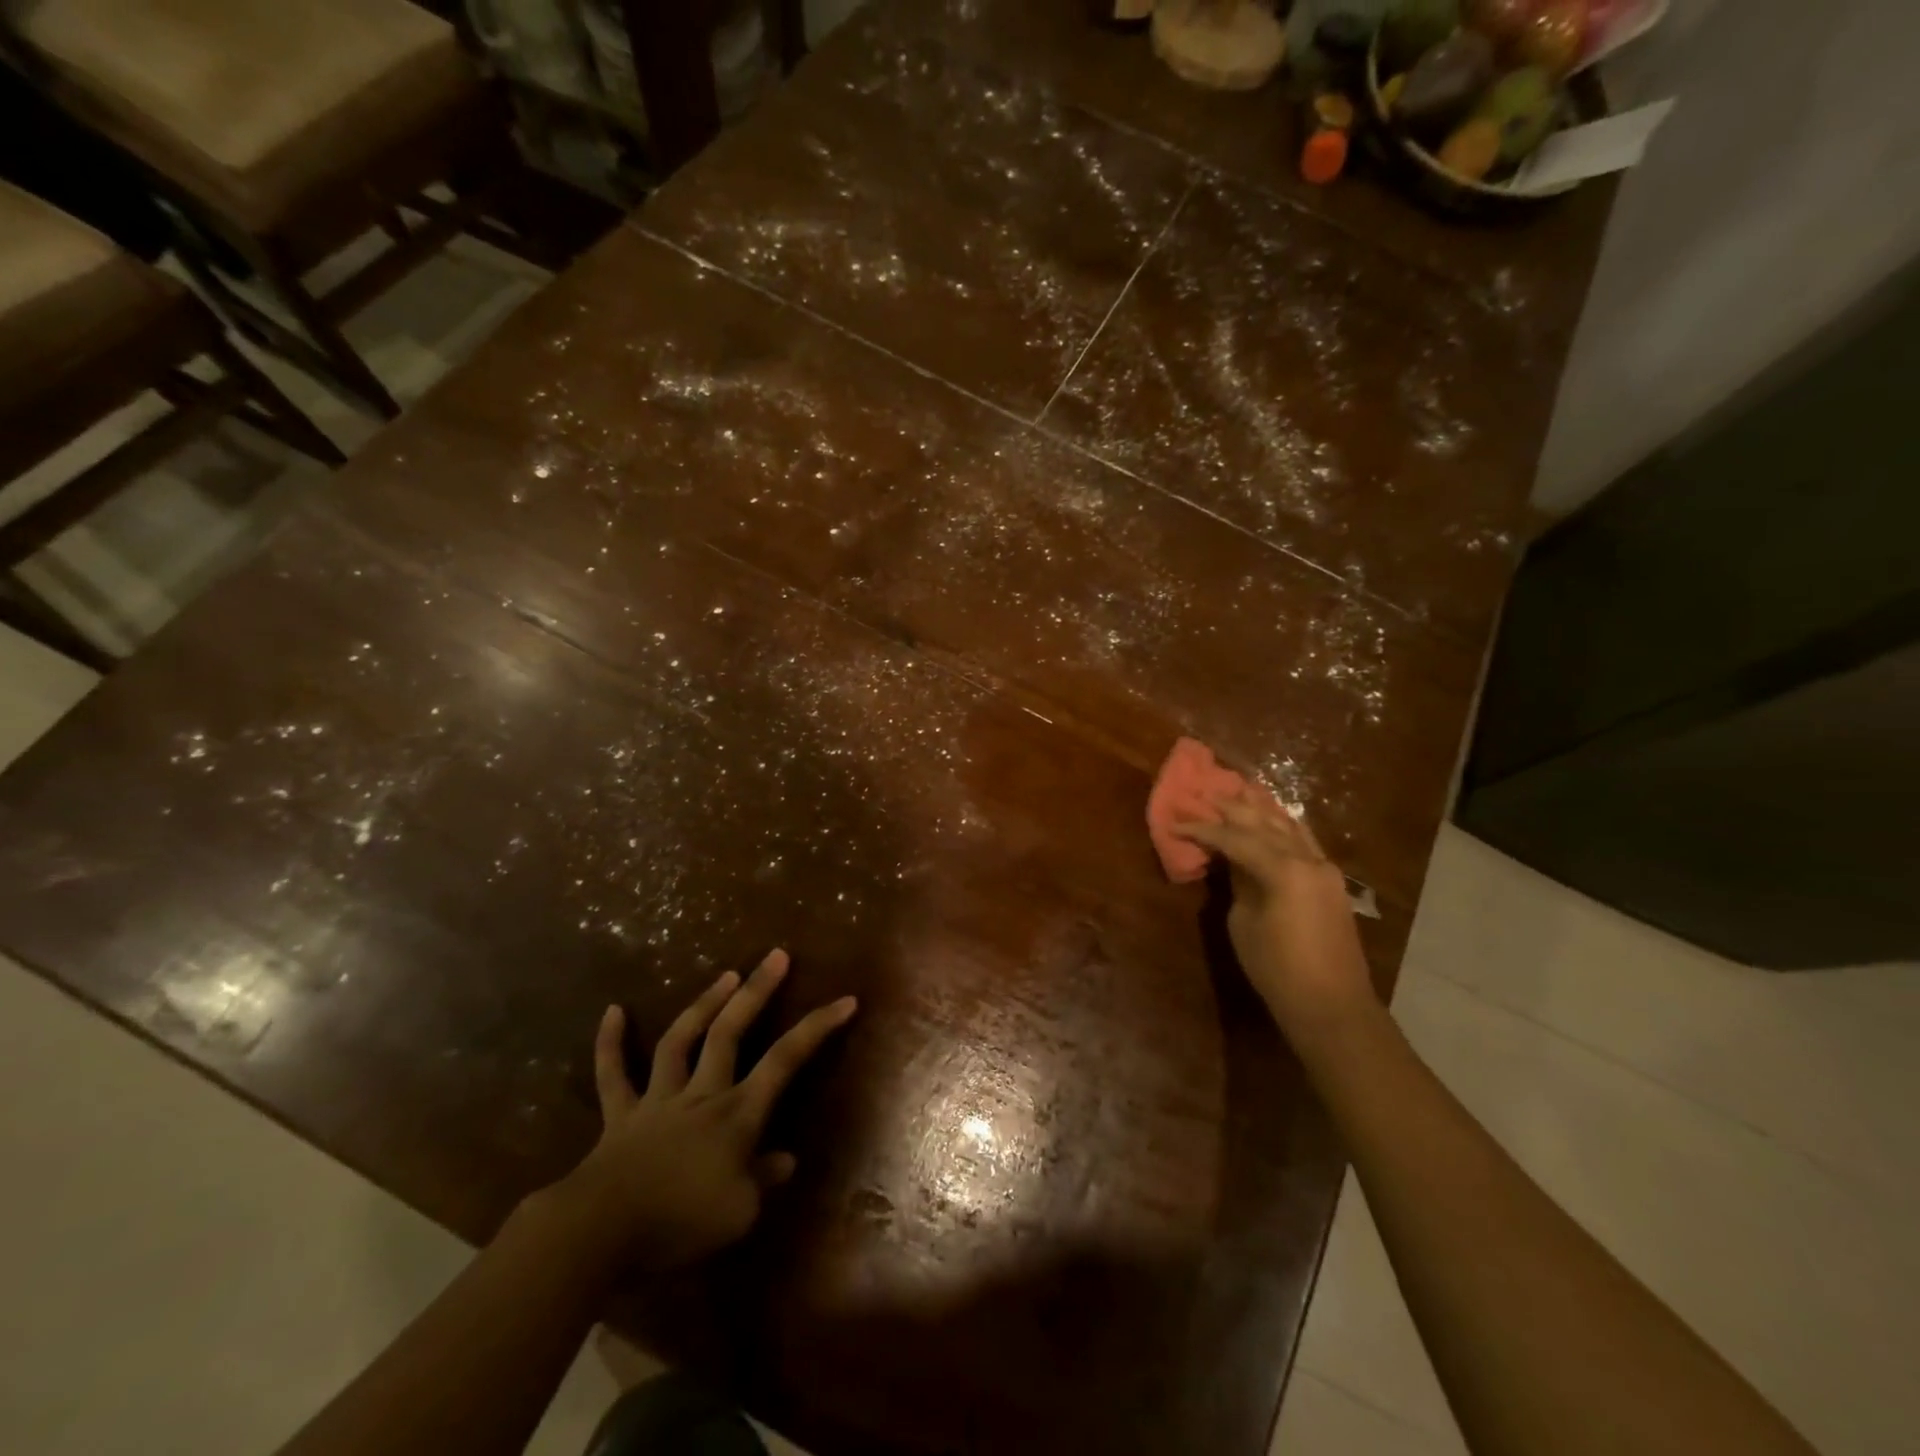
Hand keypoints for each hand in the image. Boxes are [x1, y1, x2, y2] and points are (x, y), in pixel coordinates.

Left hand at [548, 949, 856, 1272]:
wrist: (600, 1233)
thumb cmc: (678, 1225)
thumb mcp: (738, 1215)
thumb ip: (763, 1180)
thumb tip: (786, 1160)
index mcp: (736, 1115)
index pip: (786, 1061)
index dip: (817, 1028)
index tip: (846, 1000)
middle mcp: (701, 1094)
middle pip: (731, 1032)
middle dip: (756, 991)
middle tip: (776, 955)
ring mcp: (658, 1099)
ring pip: (681, 1040)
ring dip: (704, 1004)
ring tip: (726, 974)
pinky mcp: (620, 1115)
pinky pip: (613, 1074)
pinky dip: (610, 1043)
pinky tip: (613, 1011)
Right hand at [1178, 793, 1375, 1034]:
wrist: (1332, 1005)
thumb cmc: (1277, 969)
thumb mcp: (1244, 923)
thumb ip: (1238, 883)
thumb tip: (1232, 861)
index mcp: (1283, 869)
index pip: (1234, 838)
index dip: (1202, 829)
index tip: (1176, 822)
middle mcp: (1307, 859)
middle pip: (1264, 822)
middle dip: (1232, 807)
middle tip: (1205, 792)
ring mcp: (1324, 868)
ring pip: (1288, 826)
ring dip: (1262, 808)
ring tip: (1240, 789)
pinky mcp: (1330, 881)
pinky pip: (1304, 841)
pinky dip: (1284, 825)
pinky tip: (1274, 817)